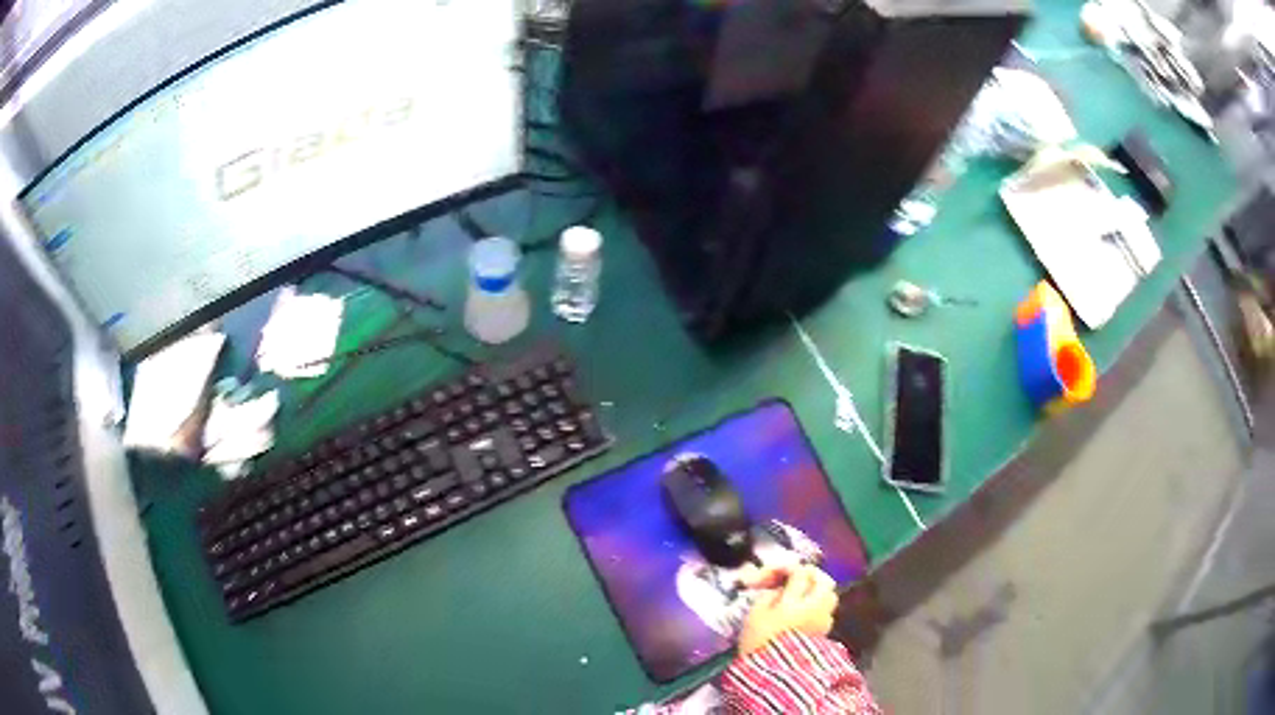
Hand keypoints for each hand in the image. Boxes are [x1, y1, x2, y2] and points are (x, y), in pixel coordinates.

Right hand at [736, 564, 837, 656]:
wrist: (771, 674)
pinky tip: (804, 616)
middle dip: (812, 576)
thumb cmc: (758, 642)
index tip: (775, 575)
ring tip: (802, 598)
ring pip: (830, 596)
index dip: (788, 569)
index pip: (800, 572)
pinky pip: (826, 613)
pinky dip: (818, 610)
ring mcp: (823, 621)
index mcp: (795, 600)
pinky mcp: (824, 634)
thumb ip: (769, 596)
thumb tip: (780, 590)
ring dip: (818, 593)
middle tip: (797, 579)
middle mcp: (815, 607)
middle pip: (824, 581)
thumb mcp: (754, 615)